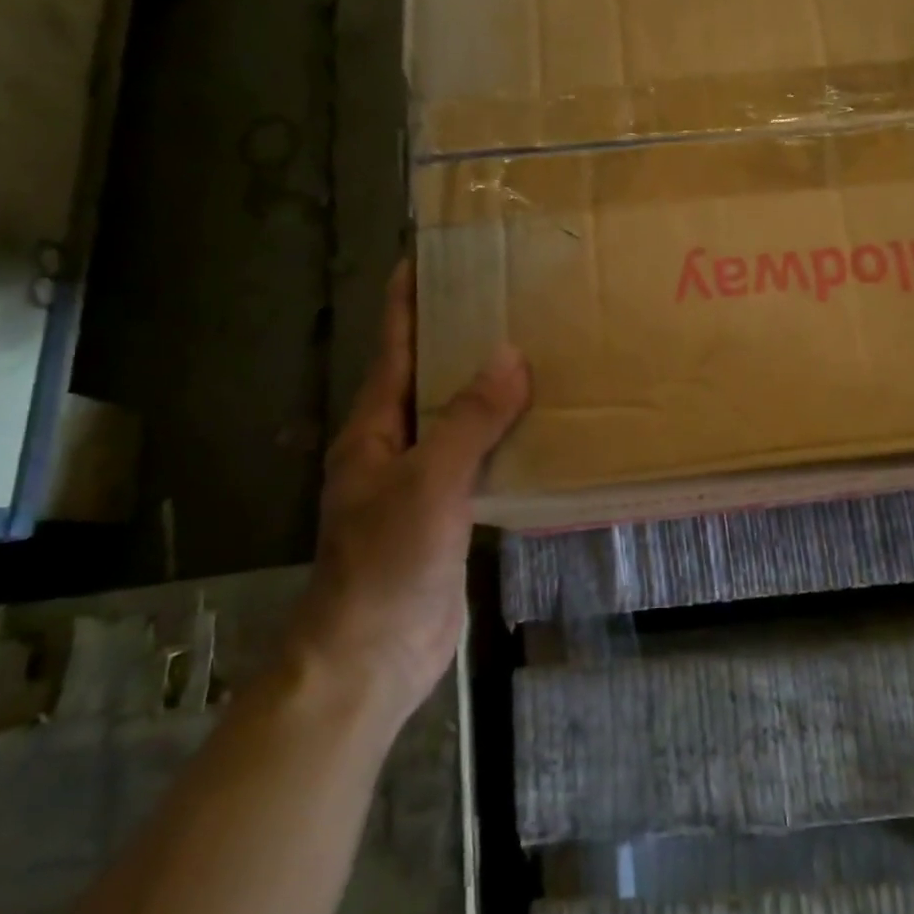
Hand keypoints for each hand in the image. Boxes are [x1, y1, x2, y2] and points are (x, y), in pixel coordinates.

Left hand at [289, 262, 529, 722]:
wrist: (371, 656)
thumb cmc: (386, 562)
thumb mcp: (429, 482)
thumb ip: (468, 419)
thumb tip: (510, 356)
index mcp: (374, 427)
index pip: (393, 347)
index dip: (406, 301)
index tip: (429, 257)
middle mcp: (395, 445)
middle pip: (428, 378)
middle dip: (459, 338)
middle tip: (508, 299)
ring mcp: (422, 481)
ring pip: (458, 419)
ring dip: (488, 389)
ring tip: (536, 353)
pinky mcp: (450, 512)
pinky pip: (480, 460)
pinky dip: (505, 437)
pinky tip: (541, 427)